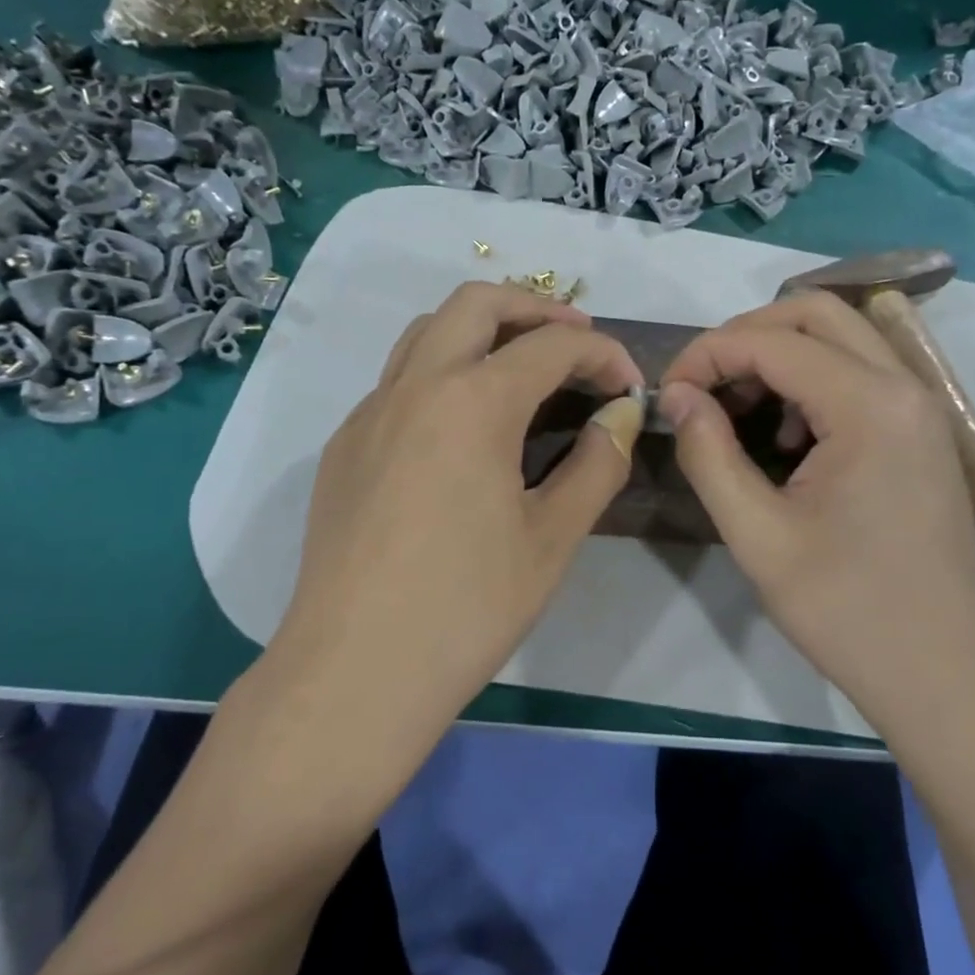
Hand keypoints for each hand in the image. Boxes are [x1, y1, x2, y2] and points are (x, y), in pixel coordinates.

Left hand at [272, 283, 643, 743]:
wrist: (354, 672)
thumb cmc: (466, 608)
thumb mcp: (552, 539)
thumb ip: (596, 464)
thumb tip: (619, 416)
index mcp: (473, 402)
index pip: (553, 345)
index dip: (603, 355)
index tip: (630, 388)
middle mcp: (414, 387)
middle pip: (476, 303)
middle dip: (535, 308)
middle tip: (576, 341)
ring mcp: (369, 413)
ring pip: (426, 332)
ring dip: (481, 330)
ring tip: (521, 367)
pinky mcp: (344, 446)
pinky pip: (398, 380)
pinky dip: (442, 372)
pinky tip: (463, 428)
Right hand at [657, 293, 974, 717]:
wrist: (943, 675)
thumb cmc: (847, 609)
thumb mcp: (758, 535)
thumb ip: (708, 454)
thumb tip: (676, 396)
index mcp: (870, 406)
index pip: (772, 341)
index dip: (707, 355)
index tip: (667, 394)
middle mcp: (904, 387)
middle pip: (816, 313)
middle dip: (746, 336)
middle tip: (702, 386)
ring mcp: (921, 408)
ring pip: (842, 338)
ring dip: (781, 356)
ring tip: (739, 413)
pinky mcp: (921, 433)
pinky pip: (861, 374)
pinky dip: (813, 382)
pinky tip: (788, 442)